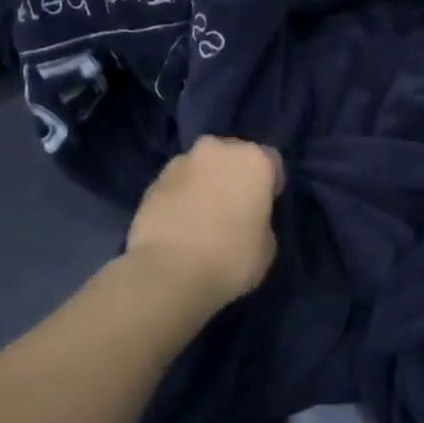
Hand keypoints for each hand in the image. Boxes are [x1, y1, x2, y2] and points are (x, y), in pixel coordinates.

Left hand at [126, 136, 284, 306]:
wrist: (169, 272)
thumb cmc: (231, 257)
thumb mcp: (268, 246)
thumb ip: (261, 221)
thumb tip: (247, 220)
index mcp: (252, 160)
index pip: (271, 161)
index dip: (270, 184)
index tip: (265, 207)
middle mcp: (216, 150)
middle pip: (231, 157)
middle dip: (233, 177)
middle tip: (233, 209)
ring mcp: (179, 163)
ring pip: (200, 168)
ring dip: (204, 185)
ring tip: (201, 219)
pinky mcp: (152, 183)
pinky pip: (176, 186)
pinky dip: (180, 199)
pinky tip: (179, 227)